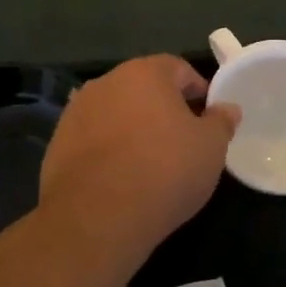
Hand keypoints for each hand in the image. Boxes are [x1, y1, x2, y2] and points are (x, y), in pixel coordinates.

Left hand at [40, 55, 238, 255]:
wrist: (96, 217)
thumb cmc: (164, 172)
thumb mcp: (210, 148)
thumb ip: (221, 122)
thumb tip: (227, 108)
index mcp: (146, 72)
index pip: (179, 68)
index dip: (198, 90)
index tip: (208, 118)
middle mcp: (107, 81)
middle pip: (144, 87)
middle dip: (163, 108)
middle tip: (182, 140)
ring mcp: (77, 110)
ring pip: (116, 111)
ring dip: (133, 127)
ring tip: (149, 161)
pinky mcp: (58, 142)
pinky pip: (93, 137)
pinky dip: (108, 149)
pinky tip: (120, 177)